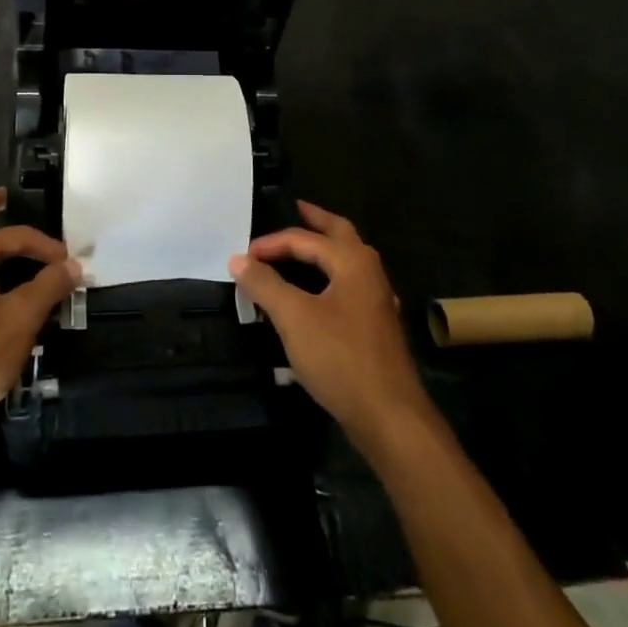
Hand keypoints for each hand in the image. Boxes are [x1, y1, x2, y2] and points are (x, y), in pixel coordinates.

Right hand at [229, 201, 434, 457]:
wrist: (389, 416)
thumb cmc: (340, 358)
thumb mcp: (294, 318)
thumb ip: (265, 285)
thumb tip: (238, 259)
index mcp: (352, 261)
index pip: (305, 239)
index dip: (271, 244)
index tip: (243, 257)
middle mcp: (369, 272)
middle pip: (340, 234)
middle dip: (315, 221)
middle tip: (294, 209)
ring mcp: (376, 300)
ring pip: (347, 260)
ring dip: (324, 249)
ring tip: (299, 250)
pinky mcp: (376, 326)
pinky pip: (349, 285)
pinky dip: (329, 277)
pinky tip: (318, 294)